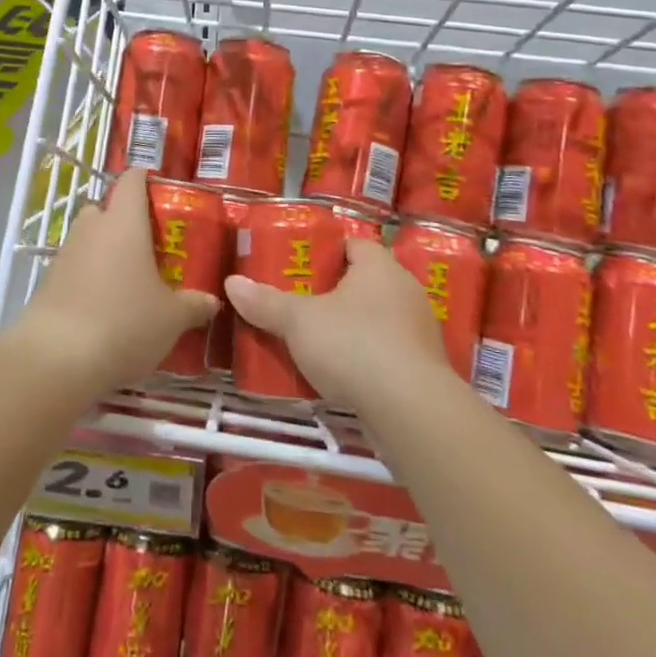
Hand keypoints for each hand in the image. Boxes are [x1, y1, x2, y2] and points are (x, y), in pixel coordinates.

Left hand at [8, 169, 218, 396]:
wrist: (56, 359)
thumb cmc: (124, 322)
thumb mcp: (172, 318)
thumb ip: (194, 305)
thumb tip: (211, 302)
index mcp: (124, 221)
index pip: (132, 179)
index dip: (146, 180)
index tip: (163, 195)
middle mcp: (91, 227)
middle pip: (106, 208)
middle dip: (124, 222)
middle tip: (149, 247)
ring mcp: (64, 254)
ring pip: (88, 239)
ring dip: (105, 253)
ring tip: (129, 282)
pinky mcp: (47, 283)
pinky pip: (74, 269)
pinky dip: (88, 280)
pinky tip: (104, 309)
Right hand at [225, 237, 449, 411]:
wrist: (411, 411)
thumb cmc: (354, 345)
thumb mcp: (299, 322)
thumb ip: (266, 302)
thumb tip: (232, 283)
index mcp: (379, 266)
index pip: (353, 245)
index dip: (326, 252)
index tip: (299, 267)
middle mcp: (405, 290)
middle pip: (364, 282)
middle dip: (333, 293)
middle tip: (299, 303)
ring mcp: (419, 331)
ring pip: (377, 319)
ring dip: (351, 328)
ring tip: (315, 340)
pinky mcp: (423, 369)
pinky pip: (388, 352)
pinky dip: (366, 358)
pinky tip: (341, 374)